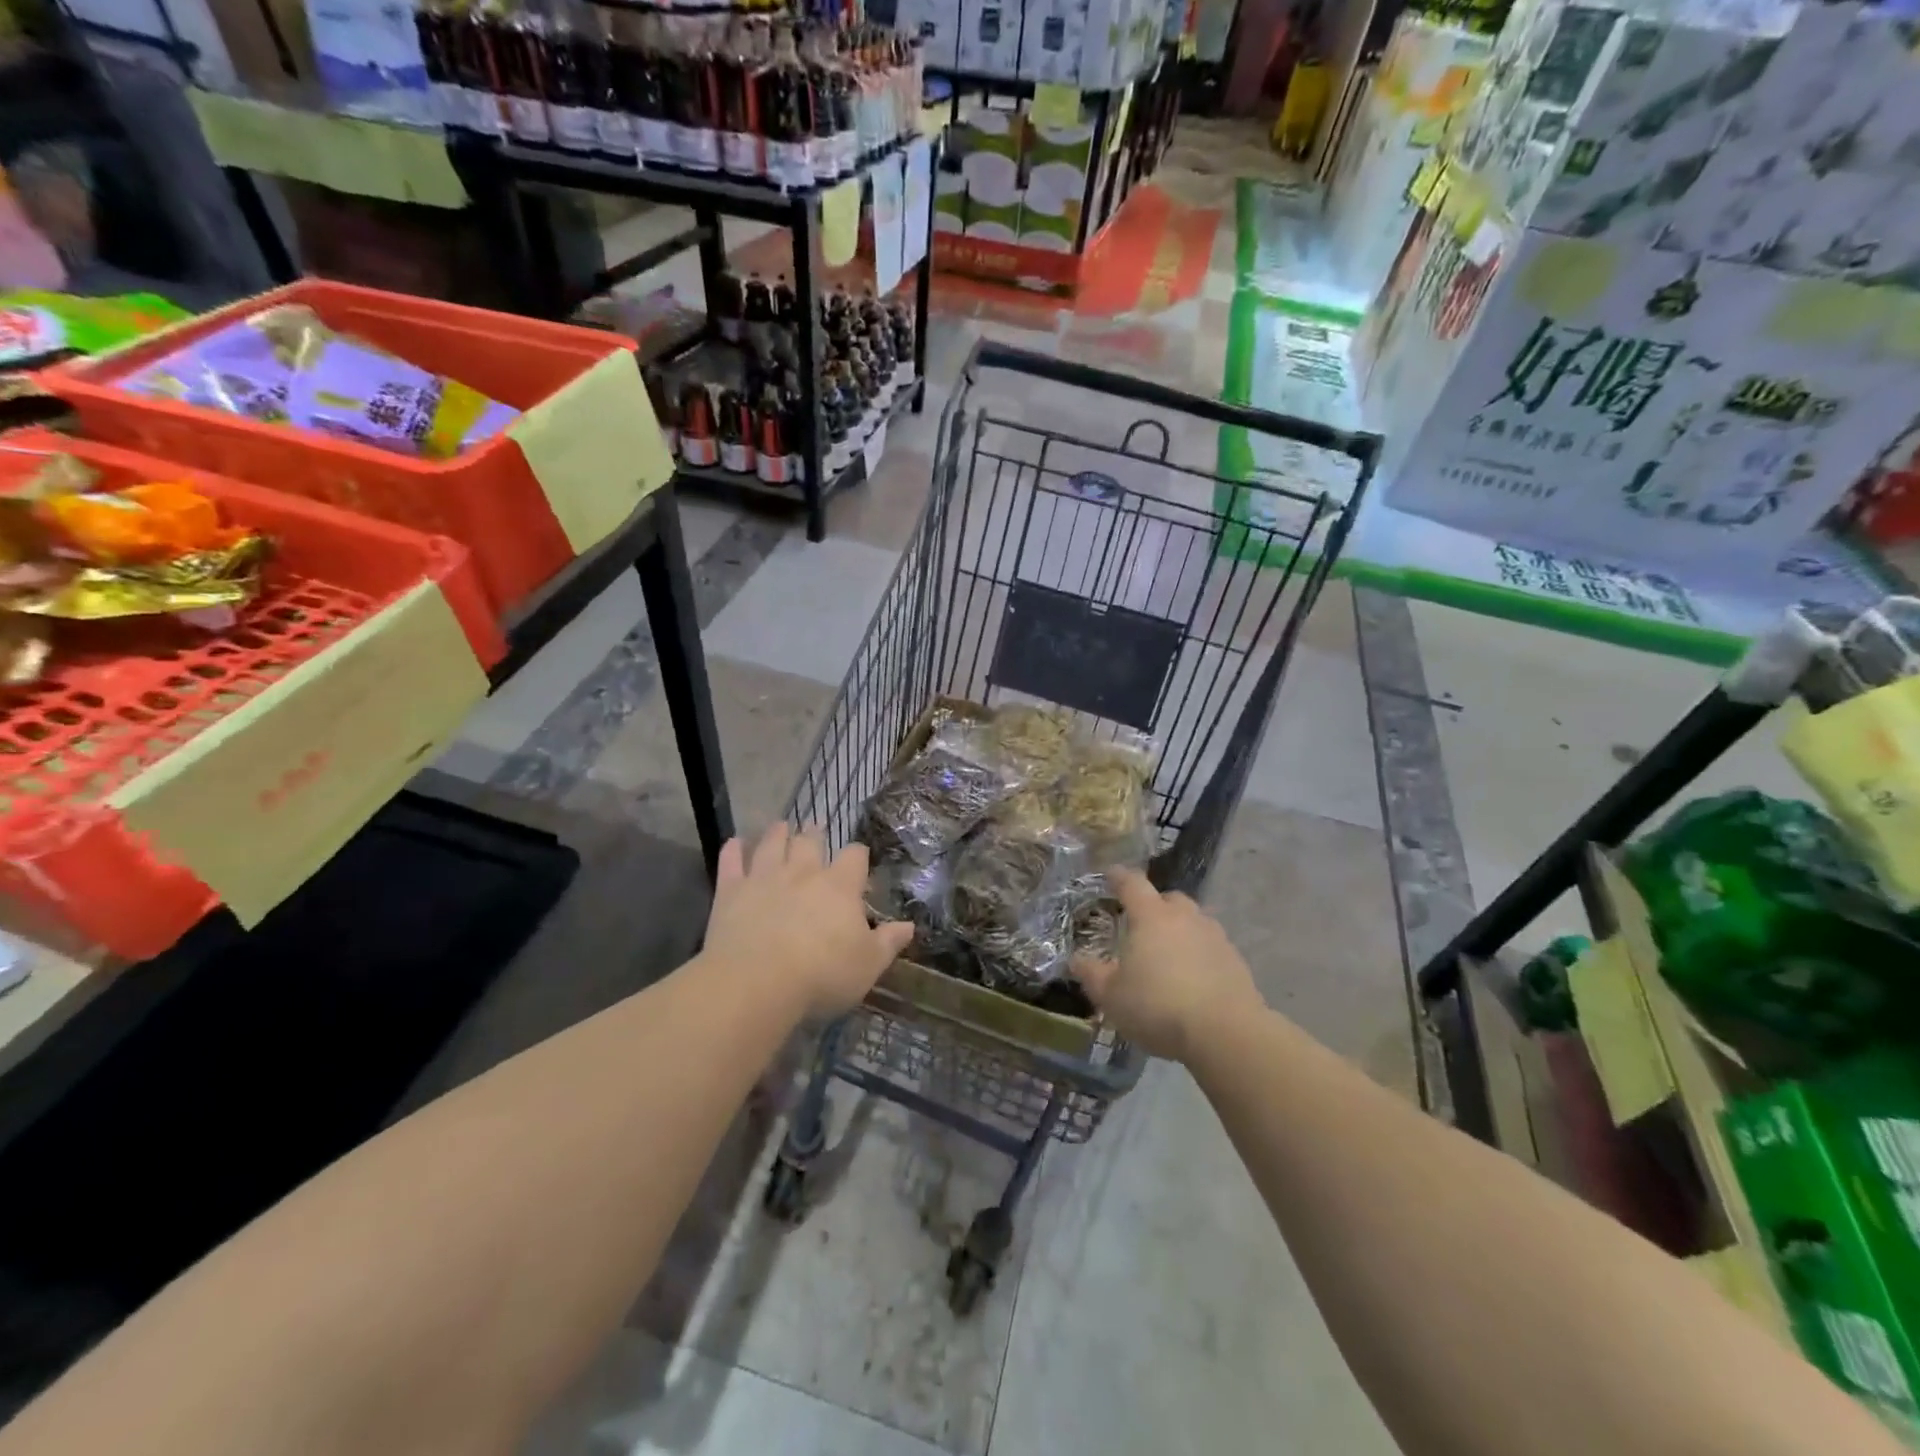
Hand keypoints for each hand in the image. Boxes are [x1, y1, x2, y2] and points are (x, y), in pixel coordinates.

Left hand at [703, 823, 913, 1019]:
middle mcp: (803, 873)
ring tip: (781, 826)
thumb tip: (909, 926)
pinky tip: (734, 842)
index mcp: (840, 887)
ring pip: (772, 844)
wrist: (756, 982)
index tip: (859, 857)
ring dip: (777, 833)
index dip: (858, 855)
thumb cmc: (822, 974)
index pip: (854, 857)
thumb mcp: (868, 965)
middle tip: (815, 827)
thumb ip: (889, 942)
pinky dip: (733, 850)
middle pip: (810, 842)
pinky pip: (731, 862)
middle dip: (815, 833)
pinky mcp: (731, 891)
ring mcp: (764, 878)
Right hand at [1074, 868, 1264, 1062]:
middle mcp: (1185, 917)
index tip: (1110, 875)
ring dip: (1179, 931)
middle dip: (1154, 906)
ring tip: (1167, 956)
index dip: (1119, 877)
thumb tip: (1076, 959)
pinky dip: (1199, 955)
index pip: (1132, 883)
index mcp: (1151, 916)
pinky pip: (1210, 947)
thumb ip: (1092, 974)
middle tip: (1140, 925)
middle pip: (1168, 899)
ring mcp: (1215, 937)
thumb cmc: (1158, 1007)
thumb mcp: (1111, 996)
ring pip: (1193, 922)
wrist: (1225, 1033)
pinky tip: (1192, 980)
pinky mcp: (1236, 961)